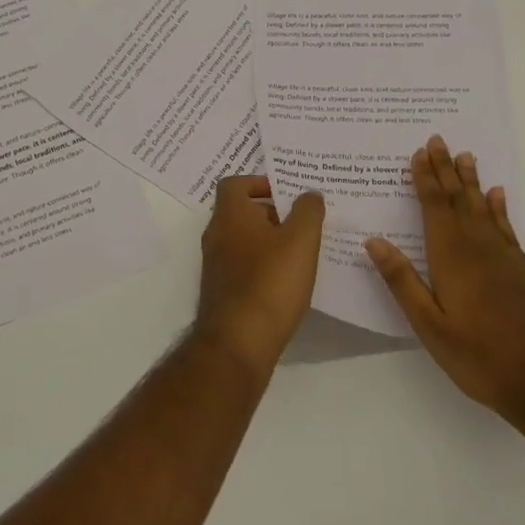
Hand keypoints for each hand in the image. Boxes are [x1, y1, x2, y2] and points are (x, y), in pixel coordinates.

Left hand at [194, 175, 325, 376]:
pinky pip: (244, 265)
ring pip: (244, 240)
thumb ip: (308, 211)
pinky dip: (263, 265)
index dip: (260, 182)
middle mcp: (216, 235)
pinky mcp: (223, 290)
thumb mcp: (300, 240)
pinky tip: (288, 280)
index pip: (234, 183)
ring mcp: (216, 265)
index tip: (287, 193)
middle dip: (272, 213)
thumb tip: (308, 194)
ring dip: (270, 240)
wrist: (238, 341)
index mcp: (229, 215)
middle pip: (241, 212)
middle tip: (303, 222)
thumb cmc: (270, 282)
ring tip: (302, 251)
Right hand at [364, 136, 524, 428]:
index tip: (419, 152)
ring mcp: (504, 259)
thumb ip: (402, 281)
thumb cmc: (479, 356)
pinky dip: (498, 209)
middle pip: (458, 200)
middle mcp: (479, 249)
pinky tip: (497, 197)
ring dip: (471, 182)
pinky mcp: (521, 272)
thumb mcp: (429, 325)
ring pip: (483, 209)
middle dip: (446, 170)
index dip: (425, 179)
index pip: (435, 208)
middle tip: (438, 140)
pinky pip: (505, 228)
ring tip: (465, 156)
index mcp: (452, 258)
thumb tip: (374, 241)